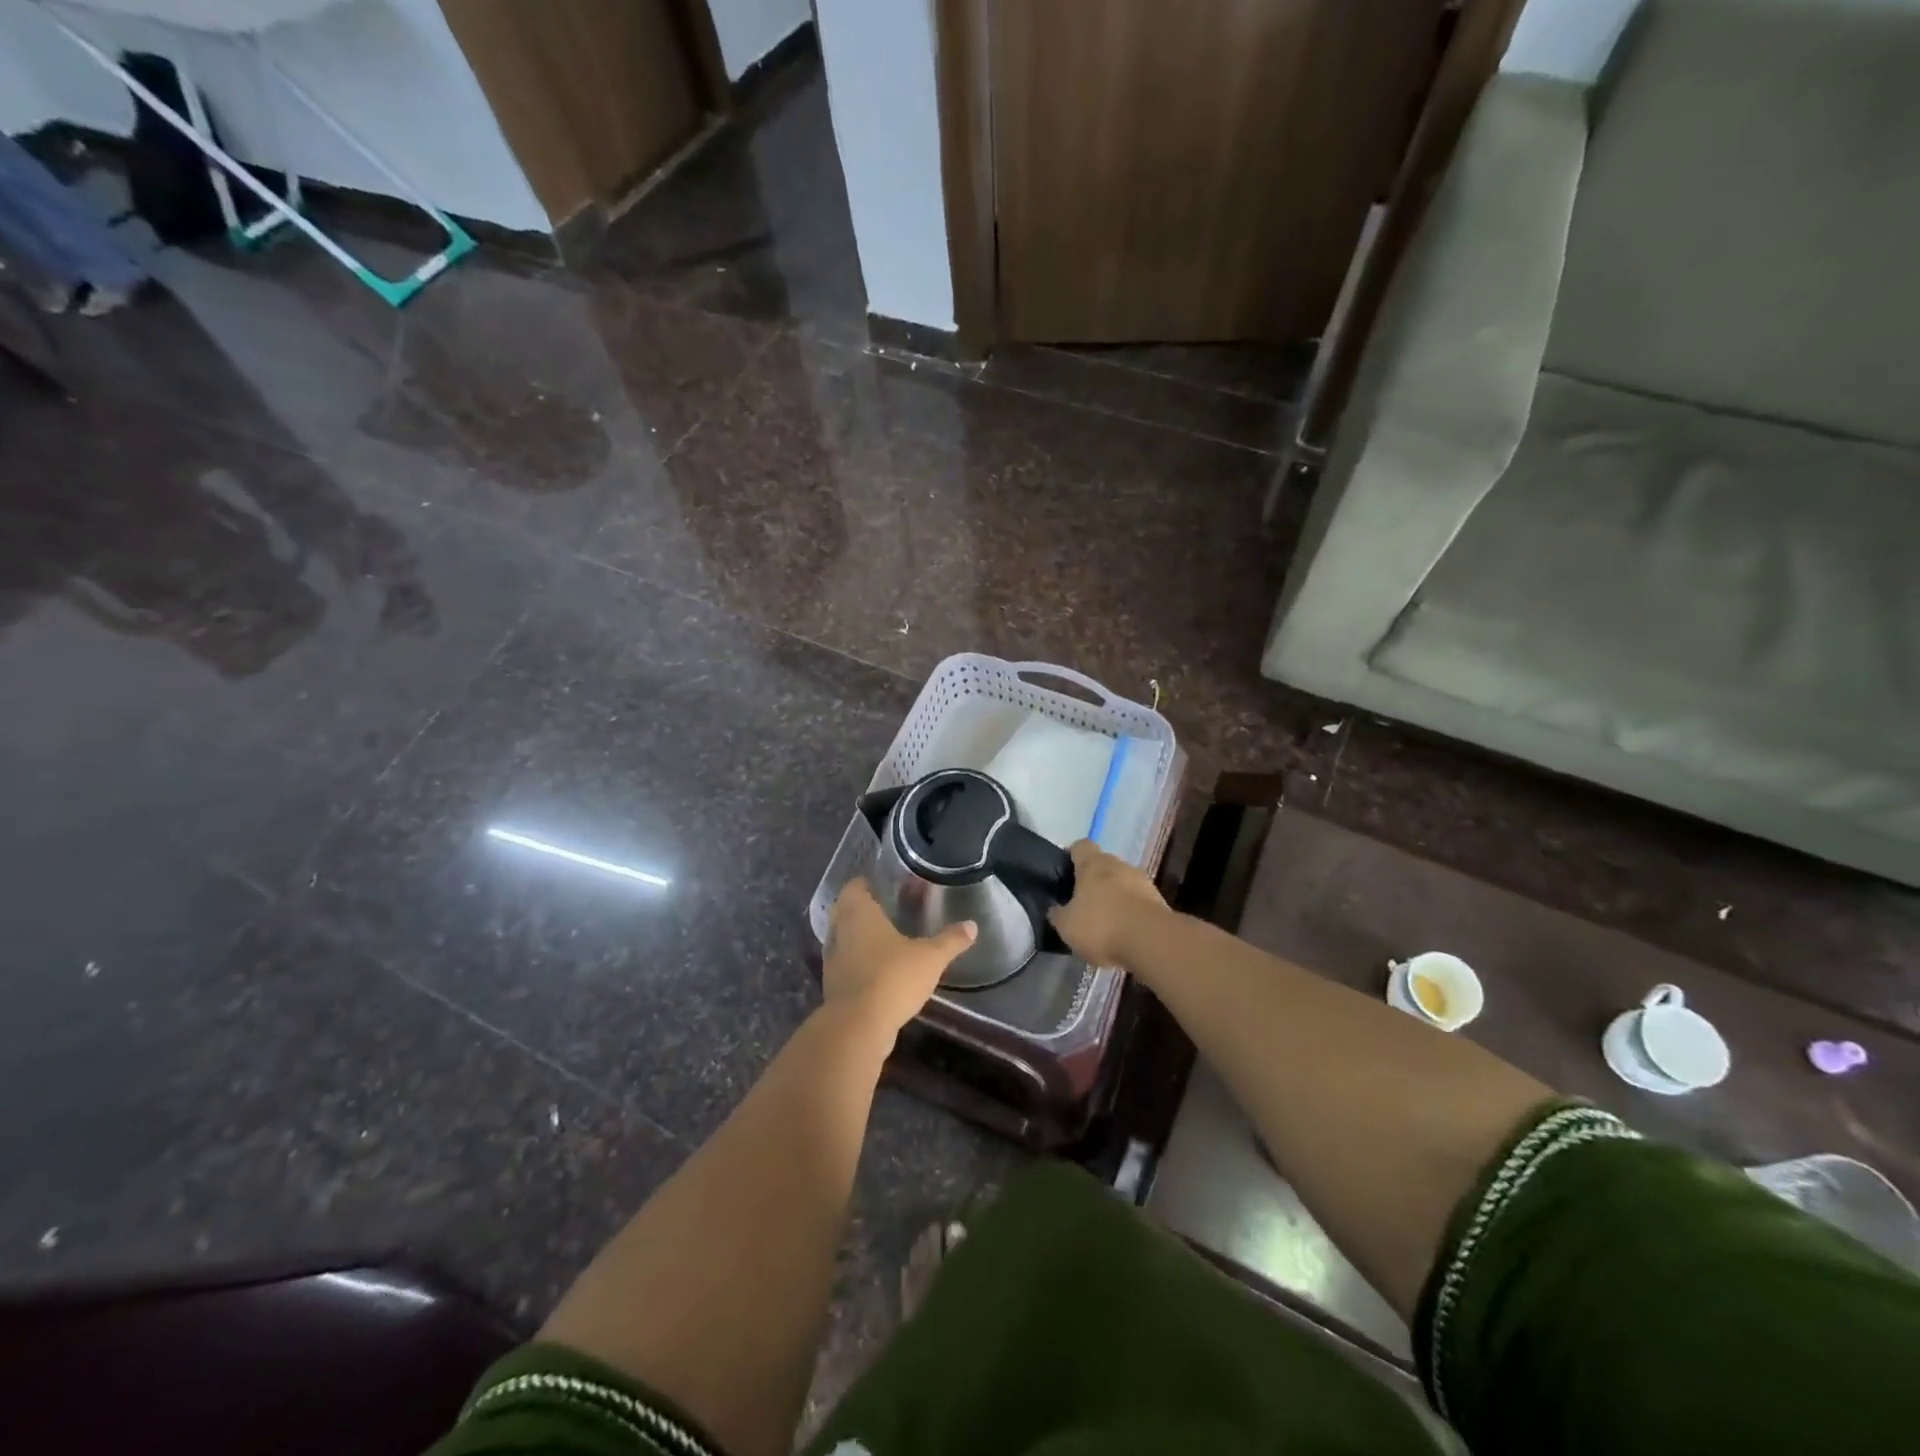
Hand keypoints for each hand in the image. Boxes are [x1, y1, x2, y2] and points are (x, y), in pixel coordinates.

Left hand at [824, 880, 975, 1041]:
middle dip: (865, 909)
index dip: (869, 884)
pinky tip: (881, 970)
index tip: (887, 886)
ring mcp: (833, 959)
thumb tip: (972, 925)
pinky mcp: (833, 985)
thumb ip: (951, 940)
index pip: (854, 886)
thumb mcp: (930, 957)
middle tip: (891, 911)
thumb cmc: (892, 977)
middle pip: (846, 910)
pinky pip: (846, 964)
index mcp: (858, 912)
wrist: (858, 1027)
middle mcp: (840, 930)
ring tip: (888, 941)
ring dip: (861, 938)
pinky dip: (859, 962)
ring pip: (845, 938)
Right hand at [1048, 840, 1167, 967]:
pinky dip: (1130, 913)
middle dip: (1094, 881)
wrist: (1152, 941)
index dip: (1071, 857)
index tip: (1064, 873)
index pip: (1080, 846)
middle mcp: (1119, 865)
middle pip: (1103, 865)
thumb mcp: (1066, 926)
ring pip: (1122, 883)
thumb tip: (1054, 909)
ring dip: (1114, 897)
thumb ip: (1058, 914)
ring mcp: (1142, 881)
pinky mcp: (1159, 901)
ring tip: (1105, 923)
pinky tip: (1124, 934)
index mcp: (1093, 864)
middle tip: (1082, 903)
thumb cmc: (1101, 926)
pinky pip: (1138, 902)